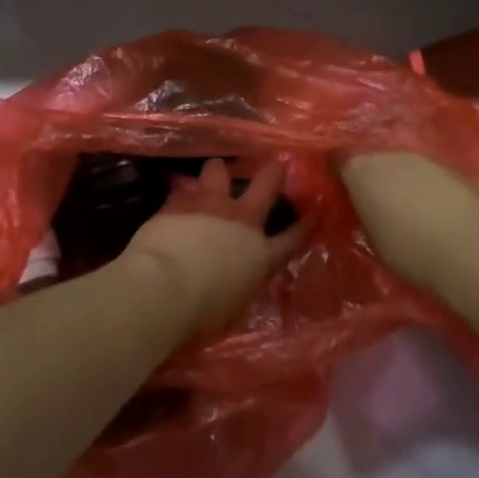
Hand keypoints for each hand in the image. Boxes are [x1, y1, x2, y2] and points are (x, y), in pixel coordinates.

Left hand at [121, 160, 304, 340]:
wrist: (163, 286)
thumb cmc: (201, 313)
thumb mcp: (232, 306)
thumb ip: (238, 285)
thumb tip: (235, 279)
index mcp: (259, 255)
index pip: (290, 239)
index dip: (304, 226)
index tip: (315, 213)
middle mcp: (239, 220)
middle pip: (265, 184)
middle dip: (272, 172)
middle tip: (274, 165)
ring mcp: (209, 204)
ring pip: (218, 170)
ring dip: (217, 173)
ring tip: (213, 176)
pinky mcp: (179, 200)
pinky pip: (183, 190)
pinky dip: (182, 196)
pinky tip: (176, 201)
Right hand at [338, 152, 478, 293]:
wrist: (474, 250)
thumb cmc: (411, 250)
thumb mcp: (374, 237)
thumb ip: (367, 213)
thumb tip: (368, 207)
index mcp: (364, 169)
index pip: (339, 158)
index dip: (338, 171)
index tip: (340, 187)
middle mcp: (393, 154)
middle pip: (376, 158)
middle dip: (376, 175)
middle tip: (378, 201)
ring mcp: (429, 158)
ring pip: (409, 164)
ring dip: (407, 180)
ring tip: (413, 208)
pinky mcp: (460, 170)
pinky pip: (439, 176)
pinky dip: (436, 189)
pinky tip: (444, 213)